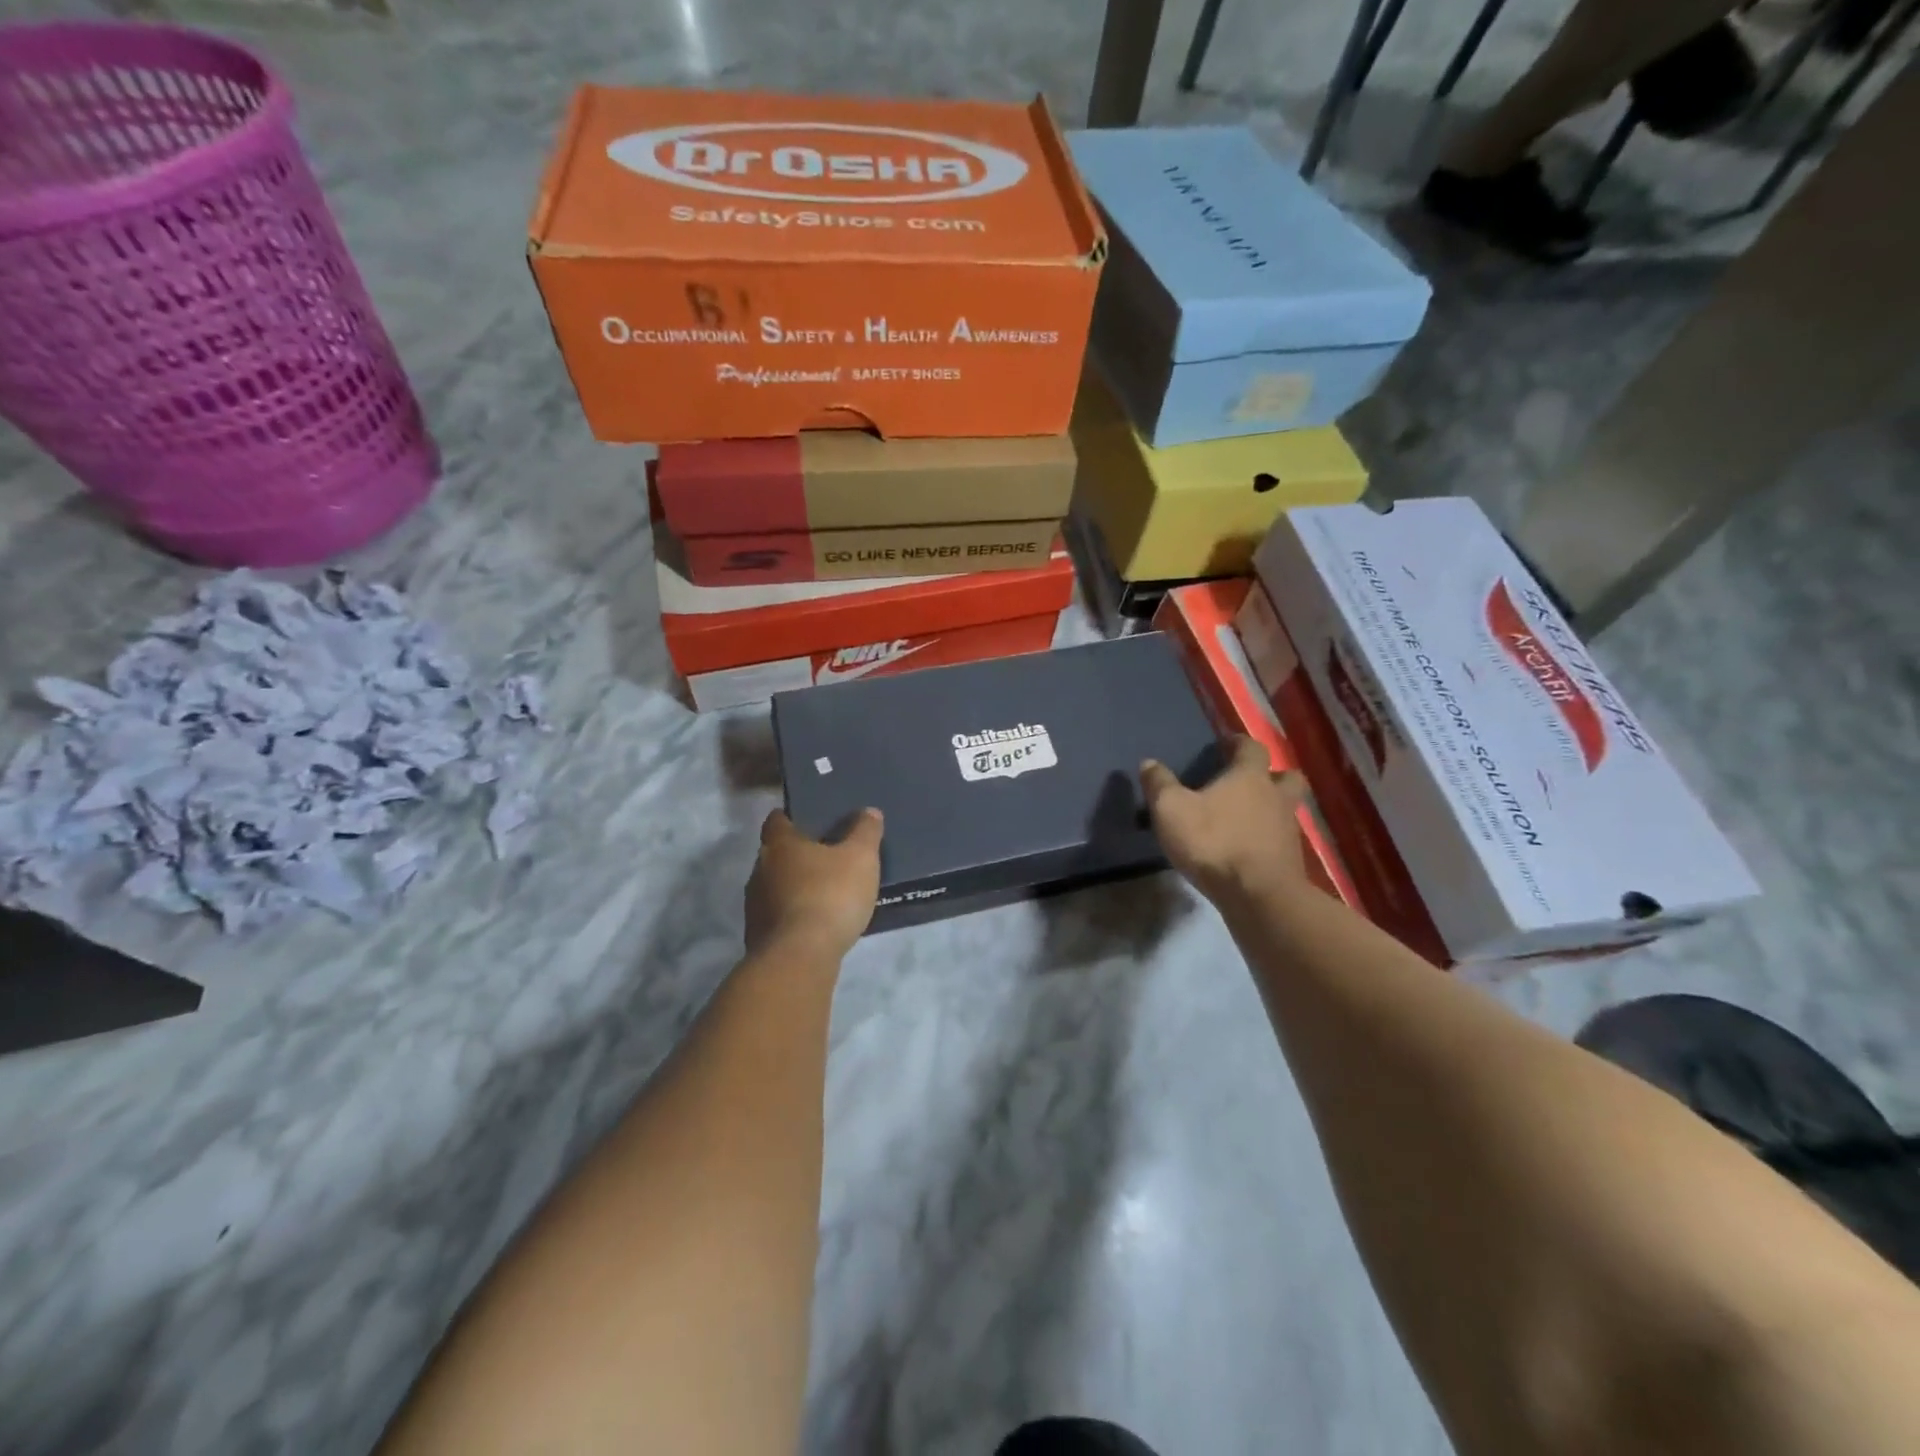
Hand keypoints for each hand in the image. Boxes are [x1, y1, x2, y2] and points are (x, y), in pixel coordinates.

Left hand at [745, 808, 883, 959]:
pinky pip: (777, 916)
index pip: (777, 820)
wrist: (799, 957)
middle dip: (796, 855)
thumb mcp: (860, 857)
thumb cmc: (830, 895)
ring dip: (793, 888)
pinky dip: (792, 915)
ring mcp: (754, 905)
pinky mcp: (757, 935)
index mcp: (779, 844)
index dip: (792, 817)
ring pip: (774, 887)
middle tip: (825, 858)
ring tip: (822, 893)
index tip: (810, 820)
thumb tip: (869, 811)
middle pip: (775, 854)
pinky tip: (814, 924)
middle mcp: (759, 869)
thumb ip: (865, 831)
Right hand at [1141, 736, 1309, 905]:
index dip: (1239, 743)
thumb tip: (1148, 763)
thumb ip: (1160, 784)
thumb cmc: (1214, 843)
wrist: (1258, 896)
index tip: (1226, 745)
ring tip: (1246, 819)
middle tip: (1249, 782)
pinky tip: (1248, 849)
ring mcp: (1288, 830)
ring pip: (1286, 809)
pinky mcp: (1290, 860)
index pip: (1252, 748)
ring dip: (1271, 809)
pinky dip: (1267, 839)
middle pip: (1286, 777)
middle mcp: (1276, 797)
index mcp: (1250, 777)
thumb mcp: (1171, 811)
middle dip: (1271, 775)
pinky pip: (1281, 839)